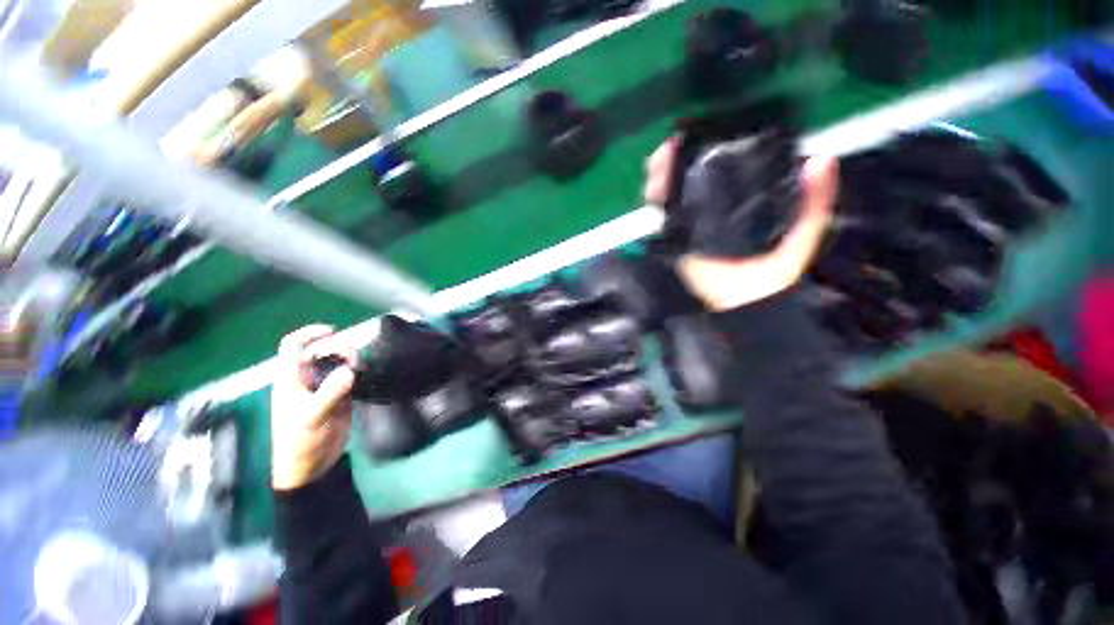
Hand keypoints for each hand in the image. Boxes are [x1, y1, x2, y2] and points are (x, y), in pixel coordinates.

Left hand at [271, 325, 356, 490]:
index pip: (293, 347)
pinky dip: (359, 372)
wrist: (312, 466)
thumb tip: (350, 370)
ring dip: (351, 360)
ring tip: (363, 366)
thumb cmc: (300, 442)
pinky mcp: (339, 397)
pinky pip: (350, 377)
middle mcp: (307, 379)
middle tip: (354, 356)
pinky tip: (368, 375)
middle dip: (338, 348)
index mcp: (291, 380)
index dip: (309, 334)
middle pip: (322, 352)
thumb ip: (329, 393)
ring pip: (338, 364)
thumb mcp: (311, 417)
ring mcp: (324, 388)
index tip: (331, 331)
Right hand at [644, 138, 838, 310]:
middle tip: (674, 145)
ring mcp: (692, 224)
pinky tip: (653, 187)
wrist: (743, 302)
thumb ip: (814, 203)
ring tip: (660, 160)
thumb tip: (822, 160)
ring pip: (674, 194)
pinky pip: (663, 217)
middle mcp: (715, 209)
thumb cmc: (773, 273)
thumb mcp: (803, 234)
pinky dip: (655, 201)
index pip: (727, 170)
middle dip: (680, 160)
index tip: (707, 132)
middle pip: (693, 179)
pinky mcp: (676, 239)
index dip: (714, 149)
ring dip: (664, 176)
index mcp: (743, 204)